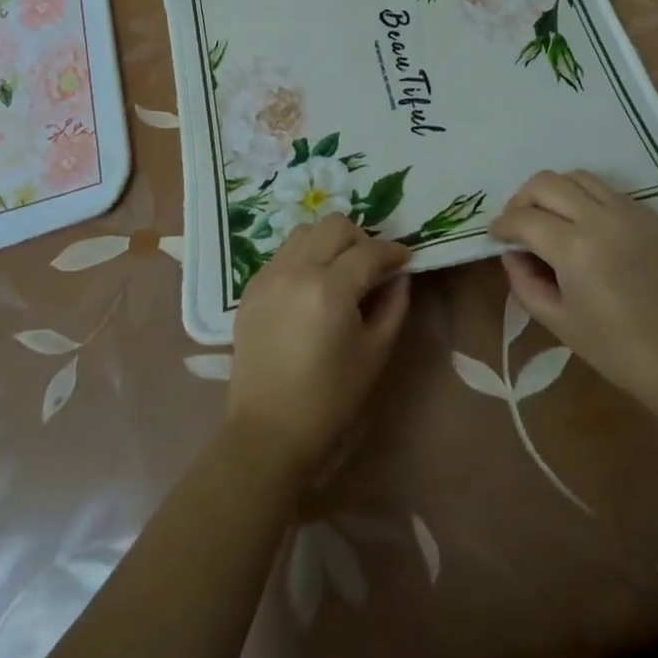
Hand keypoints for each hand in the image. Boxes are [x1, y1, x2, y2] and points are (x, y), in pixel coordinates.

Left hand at [229, 214, 410, 477]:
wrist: (269, 432)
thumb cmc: (331, 399)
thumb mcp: (375, 353)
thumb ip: (393, 304)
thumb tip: (399, 274)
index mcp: (331, 289)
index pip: (370, 250)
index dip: (393, 252)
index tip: (405, 260)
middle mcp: (297, 270)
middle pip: (335, 225)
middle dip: (361, 239)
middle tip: (371, 267)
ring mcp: (269, 276)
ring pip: (306, 231)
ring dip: (329, 242)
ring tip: (338, 272)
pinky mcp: (252, 288)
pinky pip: (283, 253)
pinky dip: (304, 257)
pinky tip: (311, 287)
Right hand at [493, 170, 657, 415]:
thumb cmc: (619, 352)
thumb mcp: (559, 323)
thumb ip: (524, 283)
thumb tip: (513, 253)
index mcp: (575, 249)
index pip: (524, 219)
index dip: (502, 226)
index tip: (495, 236)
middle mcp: (601, 218)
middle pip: (547, 183)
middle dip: (522, 199)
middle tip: (518, 224)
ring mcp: (630, 211)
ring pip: (577, 176)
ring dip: (554, 191)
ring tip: (549, 218)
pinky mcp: (651, 215)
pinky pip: (606, 190)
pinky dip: (584, 197)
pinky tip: (583, 225)